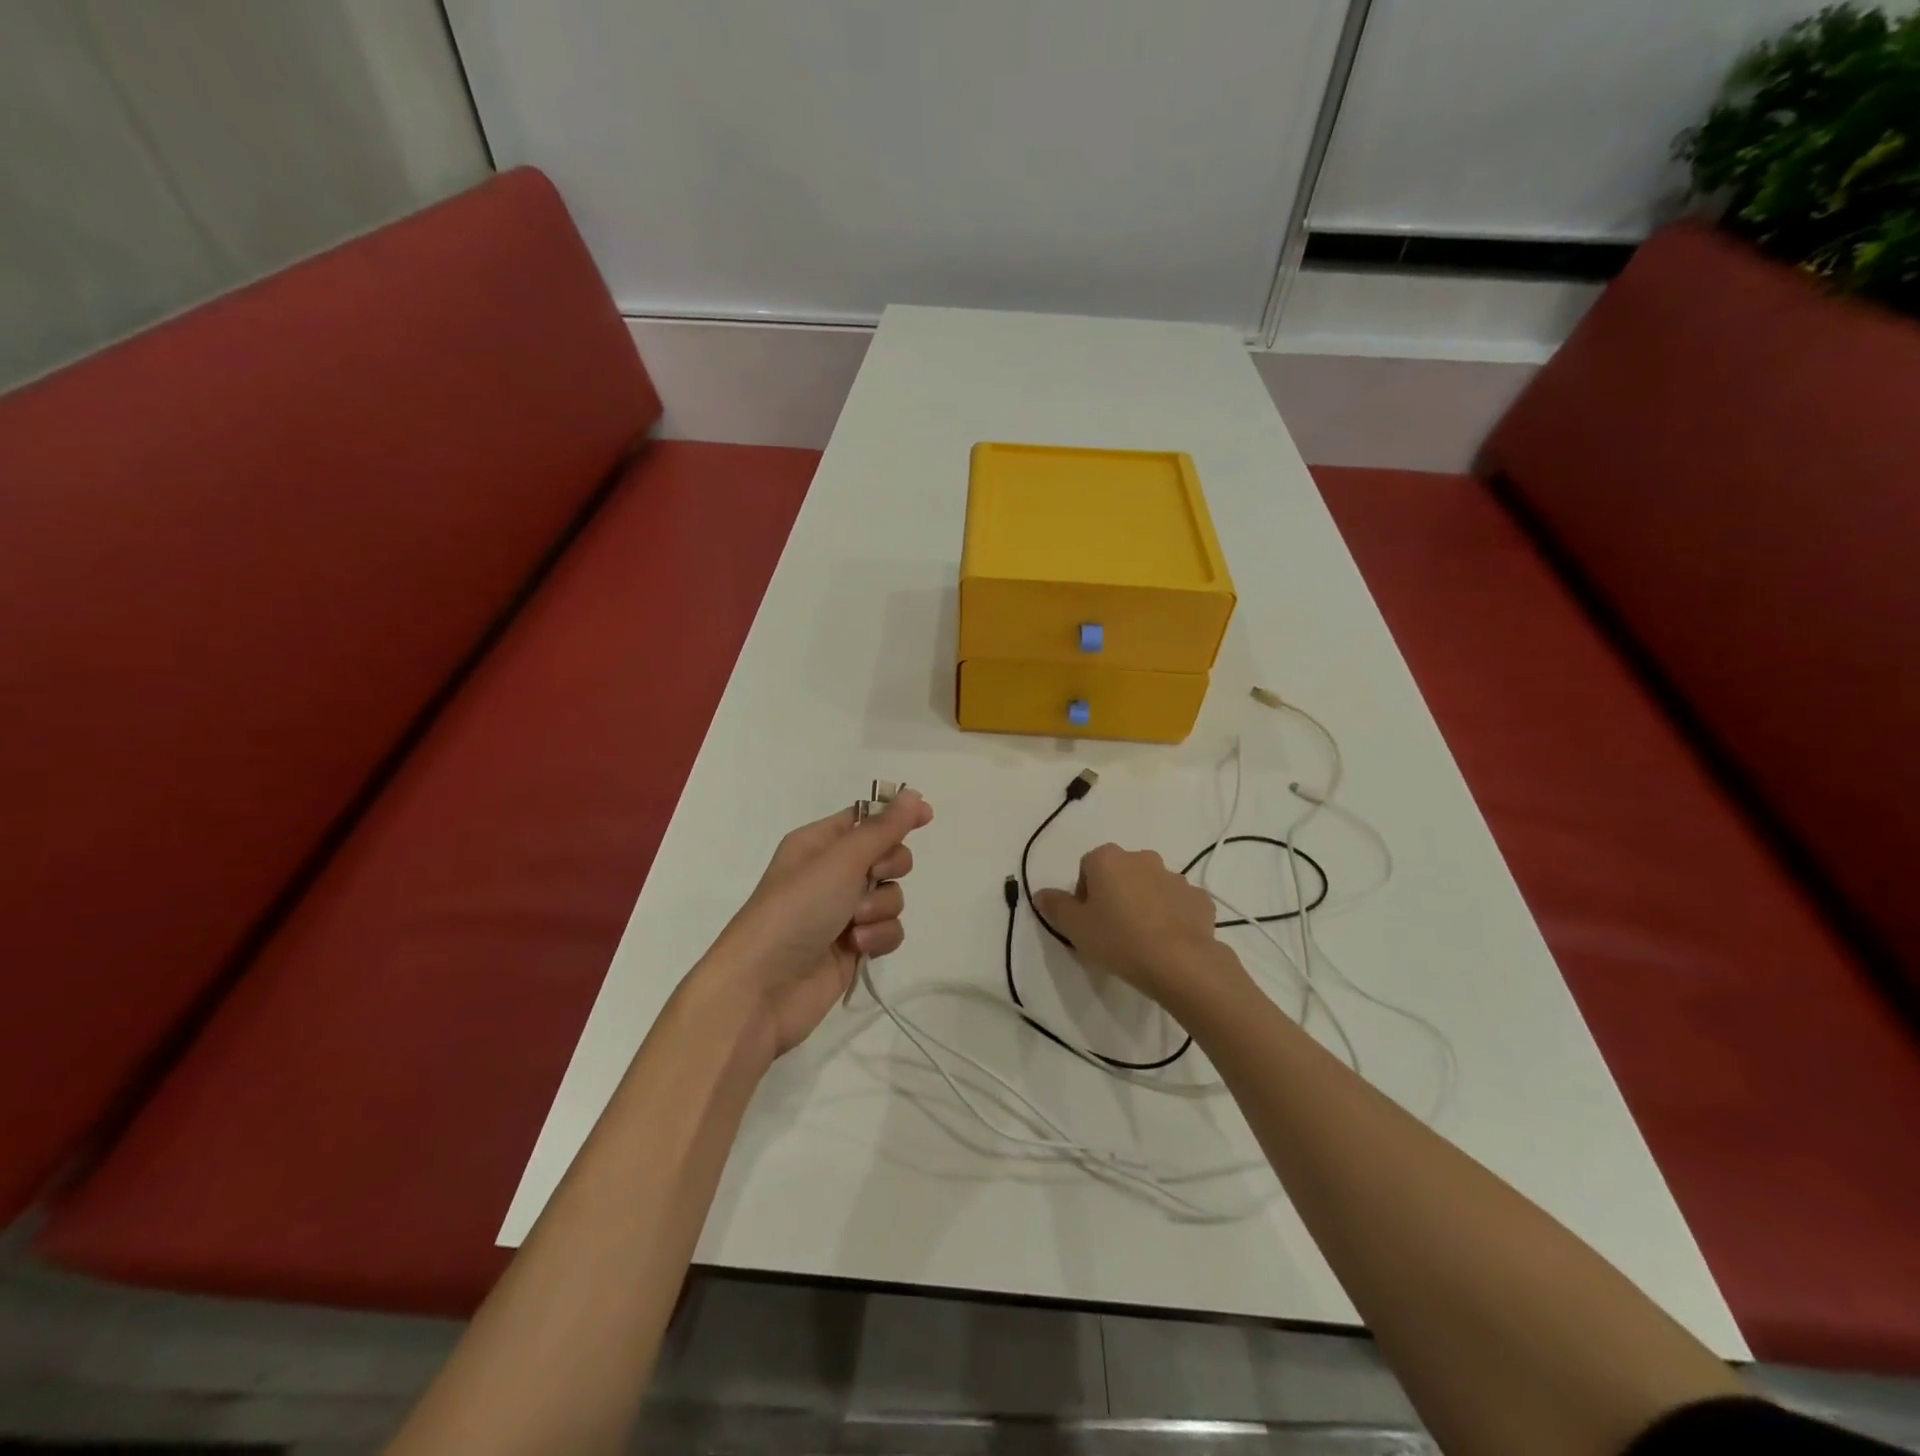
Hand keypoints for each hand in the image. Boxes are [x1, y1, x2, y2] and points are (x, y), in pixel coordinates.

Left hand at [702, 789, 932, 1058]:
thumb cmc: (796, 910)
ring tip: (853, 924)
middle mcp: (831, 873)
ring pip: (890, 895)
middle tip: (870, 878)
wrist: (762, 988)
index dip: (895, 817)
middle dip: (888, 868)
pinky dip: (878, 937)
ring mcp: (842, 912)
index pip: (866, 818)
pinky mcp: (853, 947)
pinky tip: (857, 947)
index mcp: (819, 843)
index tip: (926, 817)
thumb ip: (883, 828)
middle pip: (887, 856)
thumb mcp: (840, 860)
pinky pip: (888, 930)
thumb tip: (914, 795)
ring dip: (879, 908)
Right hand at [1032, 844, 1232, 1013]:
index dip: (1083, 895)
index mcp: (1108, 858)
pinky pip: (1177, 903)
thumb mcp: (1074, 927)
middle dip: (1115, 895)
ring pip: (1150, 887)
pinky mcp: (1199, 898)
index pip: (1087, 868)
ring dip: (1143, 904)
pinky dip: (1171, 916)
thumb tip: (1042, 893)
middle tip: (1112, 930)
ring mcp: (1175, 877)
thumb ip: (1054, 906)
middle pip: (1120, 873)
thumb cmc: (1119, 940)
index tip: (1087, 922)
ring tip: (1141, 939)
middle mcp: (1142, 858)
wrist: (1181, 963)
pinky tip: (1167, 942)